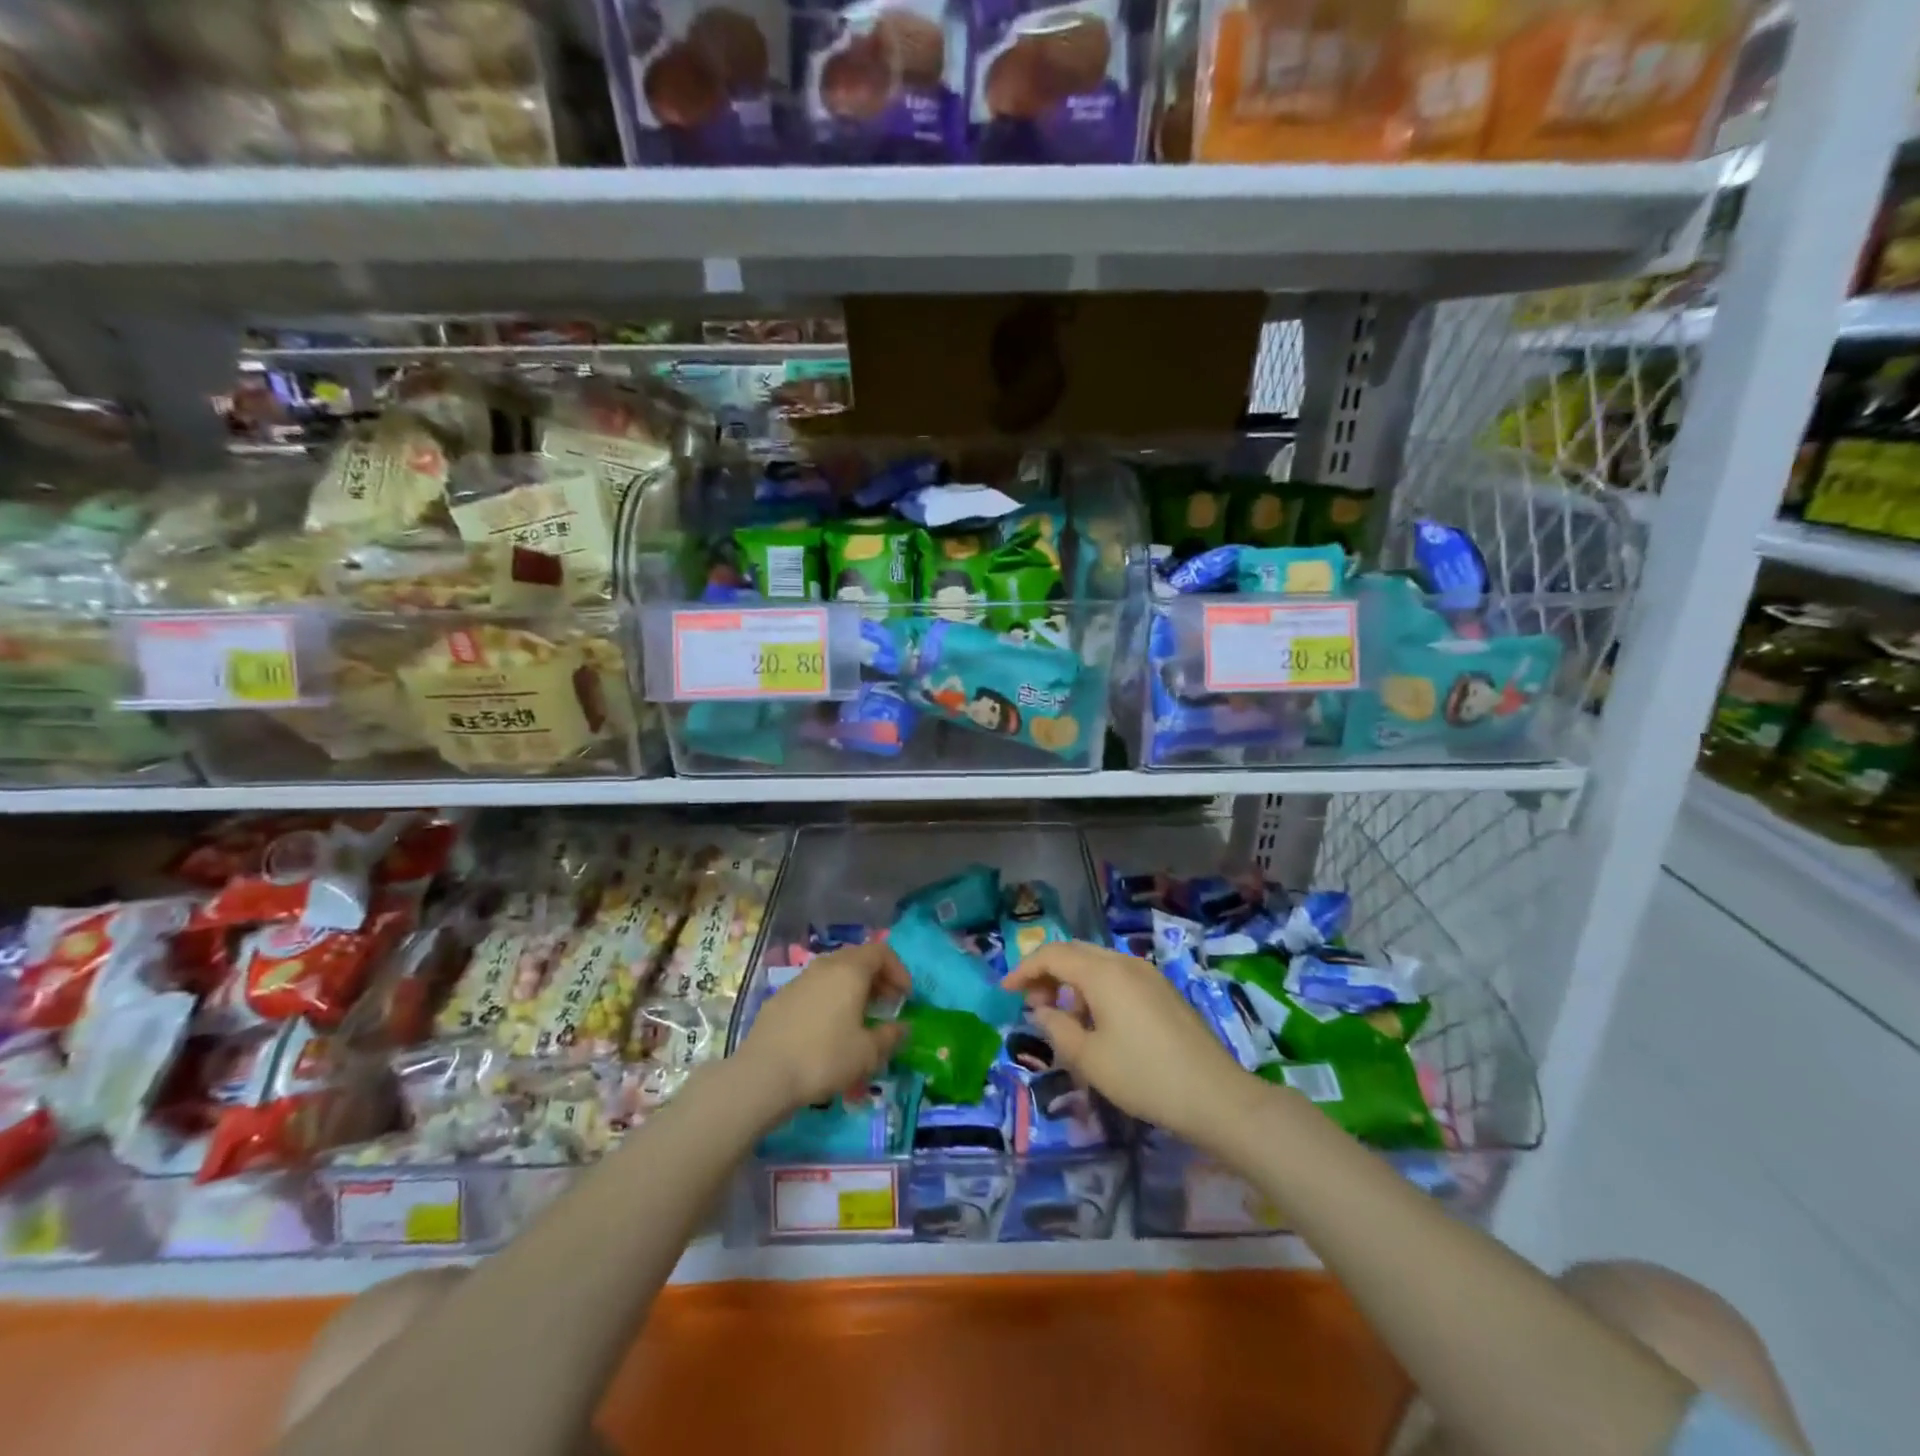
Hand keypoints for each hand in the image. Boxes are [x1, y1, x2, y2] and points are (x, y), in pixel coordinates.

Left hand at [736, 941, 910, 1113]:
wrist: (763, 1075)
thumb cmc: (824, 1058)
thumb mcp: (867, 1053)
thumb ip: (890, 1036)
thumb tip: (903, 1027)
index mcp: (849, 970)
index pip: (881, 951)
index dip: (898, 970)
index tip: (905, 996)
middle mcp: (824, 966)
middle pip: (857, 958)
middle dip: (877, 978)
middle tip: (886, 1004)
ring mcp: (799, 980)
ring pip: (833, 972)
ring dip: (852, 988)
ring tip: (858, 1017)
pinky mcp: (780, 998)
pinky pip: (814, 988)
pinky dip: (829, 998)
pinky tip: (827, 1028)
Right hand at [1003, 940, 1254, 1147]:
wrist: (1215, 1095)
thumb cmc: (1144, 1076)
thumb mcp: (1089, 1058)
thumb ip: (1057, 1028)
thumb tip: (1041, 1011)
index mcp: (1103, 972)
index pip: (1052, 955)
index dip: (1024, 970)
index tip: (1005, 991)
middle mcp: (1125, 962)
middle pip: (1075, 952)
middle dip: (1047, 973)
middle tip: (1031, 1004)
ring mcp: (1148, 974)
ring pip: (1097, 964)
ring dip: (1072, 982)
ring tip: (1063, 1018)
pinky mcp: (1163, 991)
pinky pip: (1118, 976)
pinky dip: (1095, 989)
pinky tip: (1096, 1022)